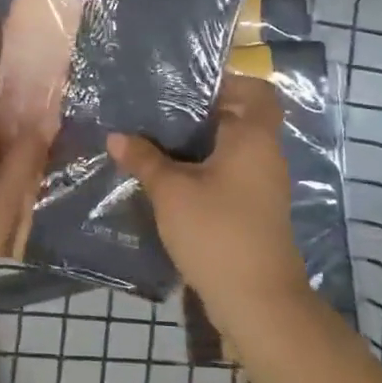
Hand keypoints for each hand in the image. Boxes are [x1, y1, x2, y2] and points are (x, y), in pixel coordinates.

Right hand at [108, 75, 308, 331]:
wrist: (257, 301)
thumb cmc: (217, 232)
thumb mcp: (171, 192)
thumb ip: (144, 159)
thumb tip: (117, 136)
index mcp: (254, 138)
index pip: (256, 91)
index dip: (227, 81)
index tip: (185, 84)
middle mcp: (264, 155)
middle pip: (238, 117)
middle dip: (198, 112)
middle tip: (156, 108)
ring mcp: (261, 185)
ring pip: (230, 148)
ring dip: (197, 143)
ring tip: (153, 138)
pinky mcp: (252, 210)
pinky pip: (227, 173)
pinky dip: (201, 169)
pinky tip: (167, 176)